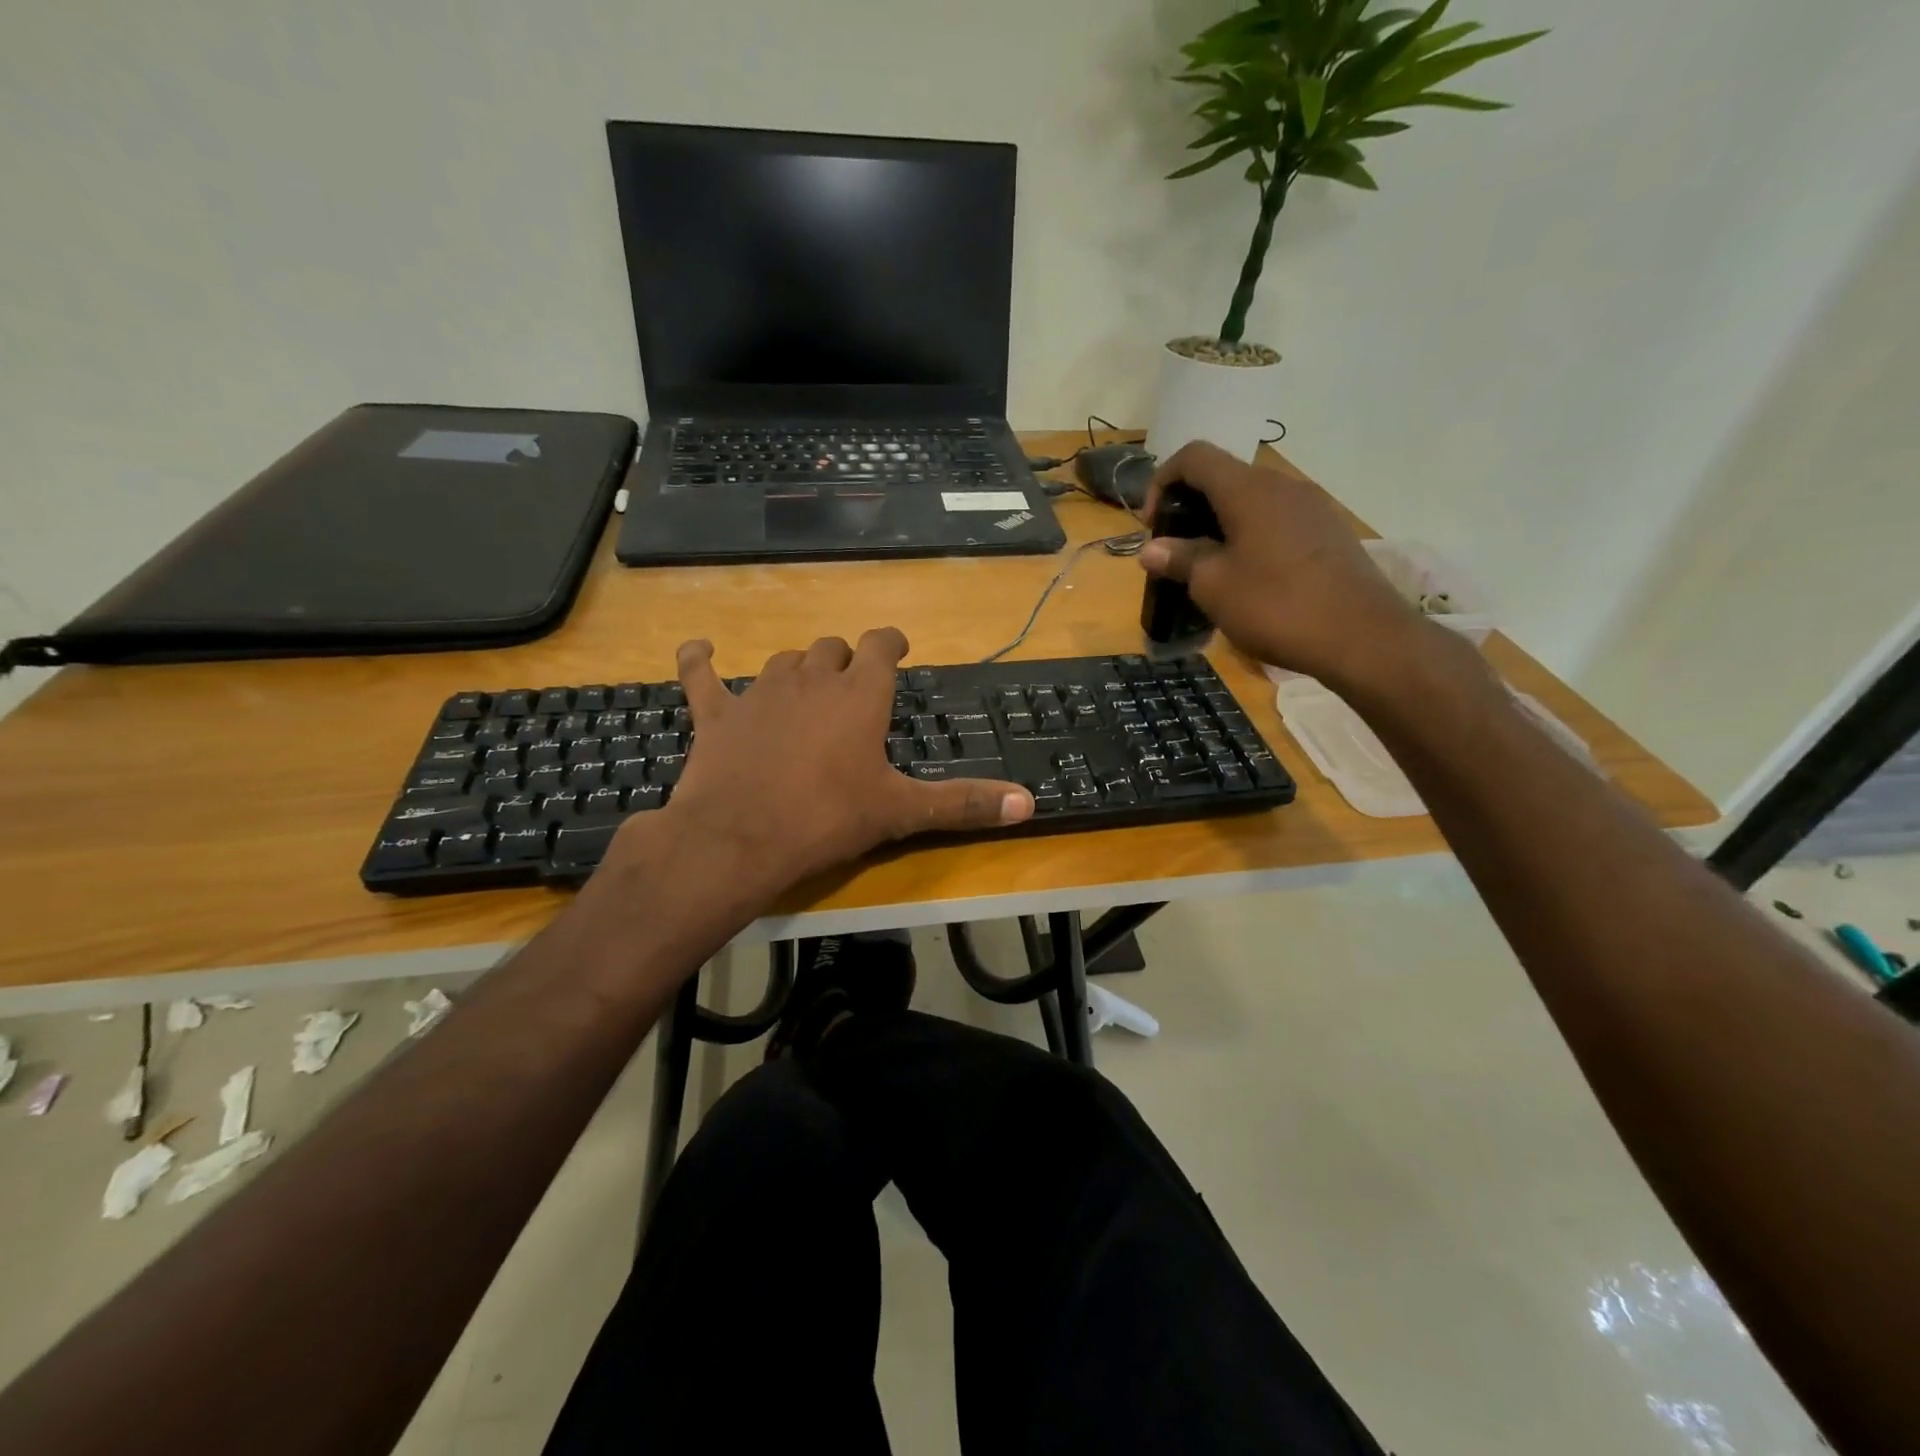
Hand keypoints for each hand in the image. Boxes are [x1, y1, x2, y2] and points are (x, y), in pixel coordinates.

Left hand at [618, 630, 1033, 904]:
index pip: (880, 645)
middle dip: (846, 661)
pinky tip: (698, 648)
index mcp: (859, 695)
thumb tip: (1030, 803)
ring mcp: (760, 692)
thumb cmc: (828, 819)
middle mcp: (812, 679)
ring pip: (784, 661)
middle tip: (853, 686)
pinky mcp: (717, 713)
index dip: (890, 642)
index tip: (896, 649)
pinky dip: (699, 660)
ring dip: (798, 669)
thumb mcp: (902, 812)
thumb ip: (964, 802)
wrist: (740, 839)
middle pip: (832, 649)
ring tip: (805, 688)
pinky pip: (702, 674)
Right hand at [1138, 441, 1425, 690]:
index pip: (1194, 456)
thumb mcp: (1214, 587)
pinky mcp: (1329, 532)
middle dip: (1191, 509)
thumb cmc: (1276, 606)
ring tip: (1210, 569)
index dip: (1162, 481)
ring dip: (1221, 526)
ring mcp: (1312, 507)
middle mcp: (1282, 486)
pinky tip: (1250, 579)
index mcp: (1248, 490)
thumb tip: (1151, 549)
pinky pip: (1277, 522)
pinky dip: (1251, 538)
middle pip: (1224, 478)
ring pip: (1252, 502)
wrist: (1362, 637)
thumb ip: (1180, 560)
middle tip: (1176, 552)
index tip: (1153, 524)